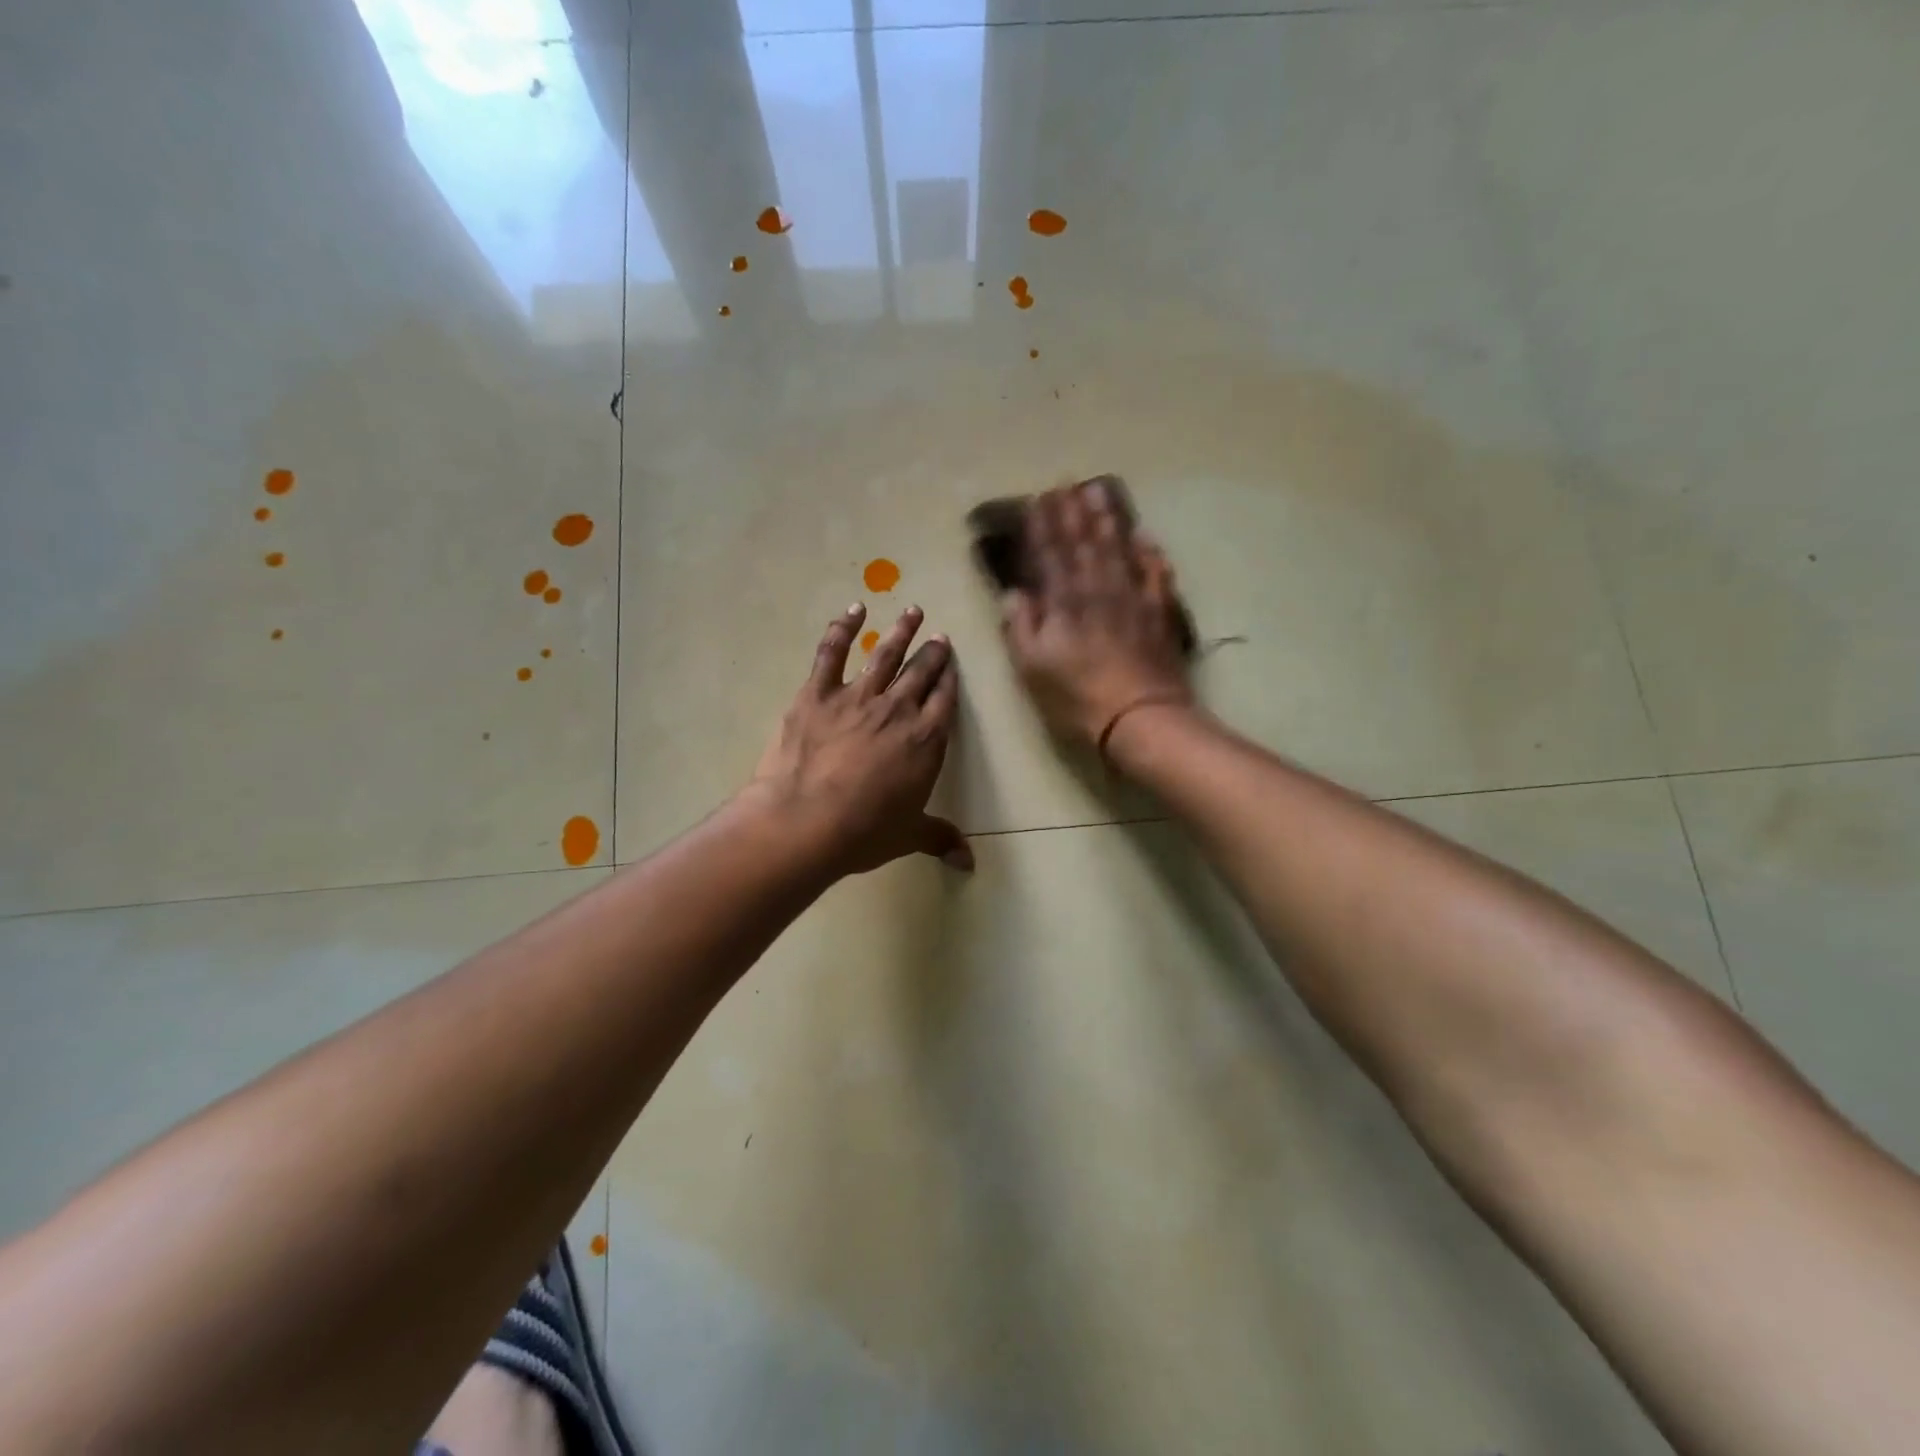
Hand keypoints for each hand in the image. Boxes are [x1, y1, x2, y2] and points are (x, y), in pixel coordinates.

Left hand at [748, 603, 972, 876]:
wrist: (806, 821)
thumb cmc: (864, 832)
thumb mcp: (908, 836)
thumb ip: (939, 838)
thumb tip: (969, 863)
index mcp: (926, 740)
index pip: (945, 700)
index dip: (950, 679)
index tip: (952, 662)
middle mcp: (898, 710)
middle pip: (921, 672)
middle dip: (932, 652)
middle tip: (939, 636)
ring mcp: (857, 697)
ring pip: (885, 655)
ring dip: (900, 631)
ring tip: (912, 611)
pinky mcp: (818, 694)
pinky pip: (832, 652)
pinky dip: (842, 628)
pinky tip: (853, 610)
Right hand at [1000, 479, 1192, 752]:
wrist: (1140, 716)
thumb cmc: (1077, 697)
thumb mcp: (1032, 668)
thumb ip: (1021, 627)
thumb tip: (1014, 593)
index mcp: (1064, 602)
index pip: (1050, 554)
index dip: (1043, 526)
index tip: (1037, 499)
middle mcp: (1098, 589)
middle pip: (1084, 543)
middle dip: (1072, 512)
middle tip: (1066, 483)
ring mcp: (1132, 597)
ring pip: (1118, 548)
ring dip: (1107, 519)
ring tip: (1098, 492)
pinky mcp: (1158, 612)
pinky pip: (1155, 573)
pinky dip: (1149, 553)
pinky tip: (1145, 536)